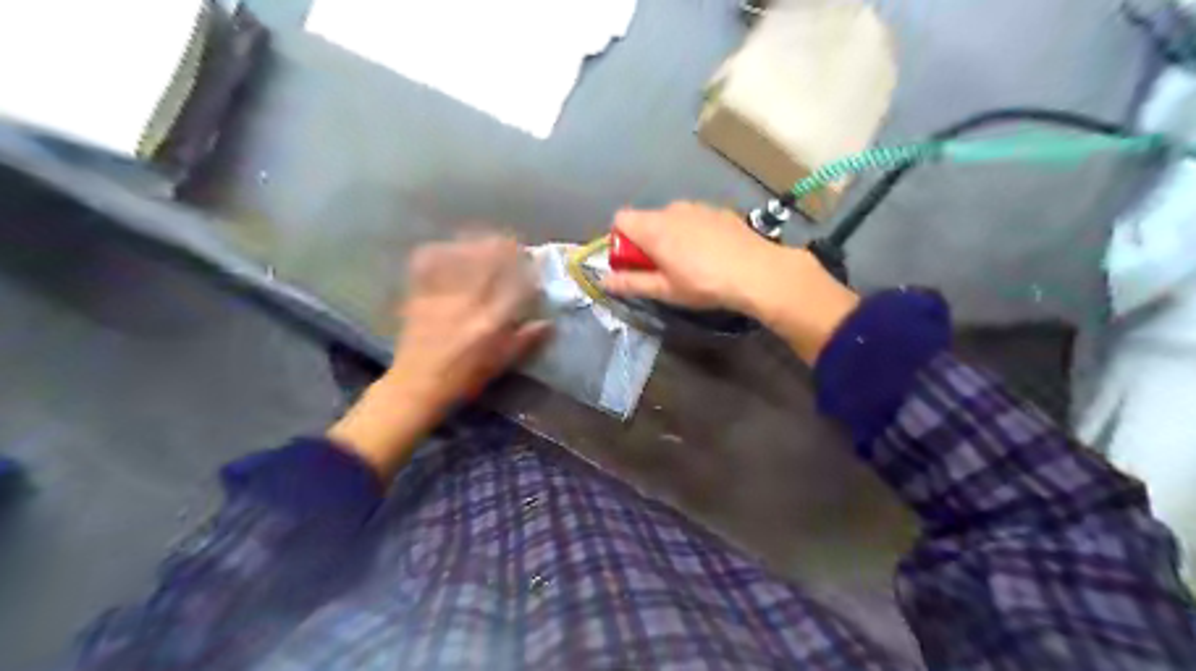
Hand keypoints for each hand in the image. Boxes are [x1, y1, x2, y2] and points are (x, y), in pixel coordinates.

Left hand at [329, 235, 548, 476]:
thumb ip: (525, 341)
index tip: (534, 261)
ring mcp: (441, 297)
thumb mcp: (500, 364)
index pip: (516, 285)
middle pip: (488, 263)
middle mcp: (468, 303)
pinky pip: (428, 266)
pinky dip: (438, 252)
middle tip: (511, 242)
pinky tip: (446, 248)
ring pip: (460, 258)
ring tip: (483, 238)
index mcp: (491, 322)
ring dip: (474, 243)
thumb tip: (549, 323)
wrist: (416, 387)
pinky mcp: (419, 297)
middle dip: (503, 247)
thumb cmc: (463, 379)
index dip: (527, 269)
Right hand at [603, 201, 855, 364]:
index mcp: (653, 227)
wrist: (758, 272)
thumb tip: (603, 281)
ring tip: (690, 264)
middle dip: (646, 242)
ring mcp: (698, 207)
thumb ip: (631, 283)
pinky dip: (693, 233)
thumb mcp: (665, 290)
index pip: (620, 219)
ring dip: (671, 237)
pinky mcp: (719, 211)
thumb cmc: (704, 283)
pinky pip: (695, 219)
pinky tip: (712, 255)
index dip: (621, 241)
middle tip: (662, 270)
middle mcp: (672, 209)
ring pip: (672, 219)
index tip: (634, 264)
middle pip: (646, 220)